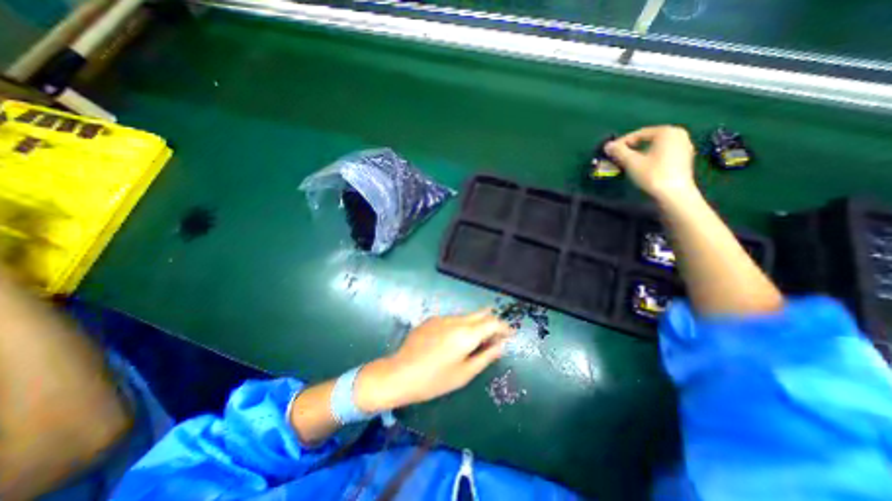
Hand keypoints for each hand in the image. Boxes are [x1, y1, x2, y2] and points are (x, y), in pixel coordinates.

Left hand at [354, 311, 512, 412]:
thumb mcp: (464, 373)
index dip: (503, 327)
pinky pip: (452, 319)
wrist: (399, 373)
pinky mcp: (431, 320)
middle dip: (491, 322)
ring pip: (466, 316)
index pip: (492, 322)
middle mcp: (456, 320)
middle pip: (480, 314)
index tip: (509, 334)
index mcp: (466, 333)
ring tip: (477, 340)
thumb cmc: (434, 380)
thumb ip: (485, 356)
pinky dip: (461, 325)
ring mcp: (442, 318)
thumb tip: (500, 345)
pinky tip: (455, 340)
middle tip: (496, 335)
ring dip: (476, 324)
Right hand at [602, 123, 699, 200]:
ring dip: (639, 152)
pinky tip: (641, 166)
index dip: (621, 142)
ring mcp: (684, 146)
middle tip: (617, 156)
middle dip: (631, 147)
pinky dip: (650, 156)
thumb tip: (608, 145)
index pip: (638, 134)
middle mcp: (678, 134)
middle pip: (648, 139)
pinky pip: (662, 152)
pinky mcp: (684, 157)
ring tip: (627, 162)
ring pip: (655, 146)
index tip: (610, 151)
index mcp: (667, 131)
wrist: (674, 193)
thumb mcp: (631, 162)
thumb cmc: (652, 174)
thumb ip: (618, 151)